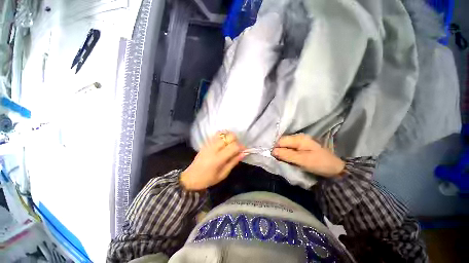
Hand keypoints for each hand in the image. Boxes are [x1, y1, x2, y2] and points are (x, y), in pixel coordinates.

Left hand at [180, 132, 245, 190]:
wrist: (191, 177)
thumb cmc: (208, 179)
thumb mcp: (223, 174)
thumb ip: (233, 162)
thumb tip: (244, 153)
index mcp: (218, 158)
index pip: (233, 146)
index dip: (241, 147)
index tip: (244, 151)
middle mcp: (213, 148)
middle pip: (229, 136)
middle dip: (236, 140)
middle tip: (236, 148)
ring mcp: (209, 144)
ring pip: (223, 133)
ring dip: (229, 137)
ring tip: (230, 145)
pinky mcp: (206, 142)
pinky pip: (217, 134)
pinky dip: (223, 135)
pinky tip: (224, 142)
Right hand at [271, 134, 344, 177]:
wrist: (335, 169)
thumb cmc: (319, 163)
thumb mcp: (302, 160)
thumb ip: (287, 155)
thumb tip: (273, 151)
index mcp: (299, 138)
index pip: (281, 141)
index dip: (275, 148)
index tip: (273, 157)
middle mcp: (298, 138)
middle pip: (282, 142)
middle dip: (278, 150)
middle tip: (277, 159)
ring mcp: (300, 142)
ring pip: (285, 146)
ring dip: (282, 152)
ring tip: (281, 160)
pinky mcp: (301, 147)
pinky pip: (289, 148)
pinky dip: (286, 153)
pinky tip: (286, 158)